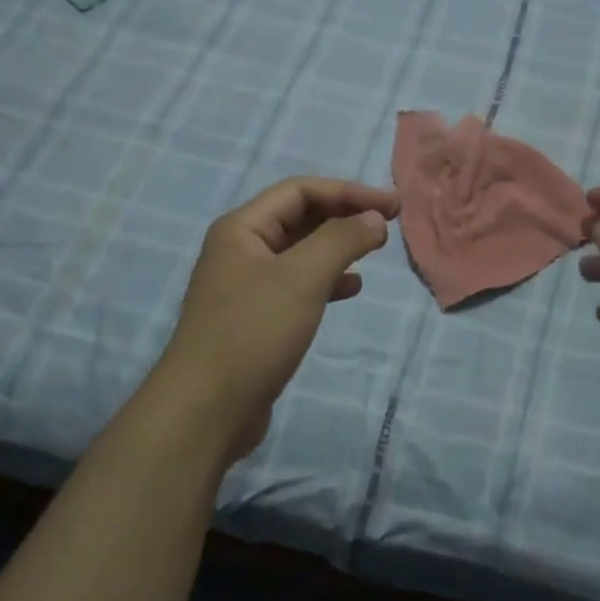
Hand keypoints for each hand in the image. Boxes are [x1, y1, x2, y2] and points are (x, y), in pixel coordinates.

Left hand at [162, 176, 398, 463]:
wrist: (207, 409)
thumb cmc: (253, 332)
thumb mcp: (302, 278)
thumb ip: (341, 240)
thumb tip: (374, 218)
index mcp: (242, 228)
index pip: (300, 191)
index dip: (349, 192)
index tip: (392, 206)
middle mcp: (241, 250)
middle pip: (300, 217)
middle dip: (344, 216)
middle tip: (388, 225)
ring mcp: (246, 285)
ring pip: (301, 252)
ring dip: (338, 248)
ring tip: (373, 252)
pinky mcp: (256, 318)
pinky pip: (297, 285)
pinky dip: (326, 281)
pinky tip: (351, 289)